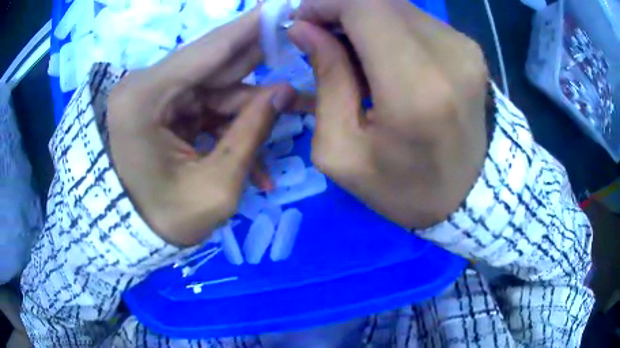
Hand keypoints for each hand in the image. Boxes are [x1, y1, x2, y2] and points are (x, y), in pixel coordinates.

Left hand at [108, 9, 312, 245]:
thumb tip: (285, 93)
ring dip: (253, 107)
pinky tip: (256, 161)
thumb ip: (251, 134)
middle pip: (215, 63)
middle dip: (261, 60)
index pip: (209, 48)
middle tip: (299, 48)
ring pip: (217, 89)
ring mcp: (157, 97)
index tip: (282, 6)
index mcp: (145, 97)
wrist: (134, 235)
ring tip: (296, 113)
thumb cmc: (164, 220)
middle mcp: (148, 86)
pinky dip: (233, 128)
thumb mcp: (215, 188)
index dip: (252, 27)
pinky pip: (208, 109)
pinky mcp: (166, 111)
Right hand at [288, 0, 488, 228]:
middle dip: (340, 8)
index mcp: (416, 89)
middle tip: (319, 34)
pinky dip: (390, 27)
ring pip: (399, 7)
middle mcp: (449, 57)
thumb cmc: (404, 188)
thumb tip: (304, 29)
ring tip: (349, 49)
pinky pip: (418, 20)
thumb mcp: (343, 151)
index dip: (326, 3)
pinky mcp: (470, 50)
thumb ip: (326, 79)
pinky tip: (381, 54)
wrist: (467, 196)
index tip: (302, 21)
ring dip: (365, 18)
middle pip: (381, 1)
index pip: (365, 8)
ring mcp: (466, 50)